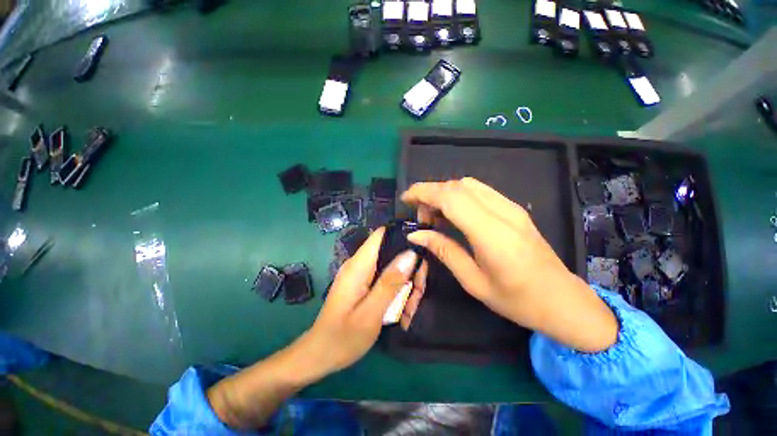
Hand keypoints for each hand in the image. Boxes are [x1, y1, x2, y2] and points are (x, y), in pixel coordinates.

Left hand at [294, 227, 417, 381]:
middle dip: (409, 269)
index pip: (381, 234)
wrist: (320, 355)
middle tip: (418, 292)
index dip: (402, 236)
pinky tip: (402, 309)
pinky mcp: (362, 284)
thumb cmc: (344, 337)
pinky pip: (384, 278)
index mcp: (359, 265)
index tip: (421, 250)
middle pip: (390, 252)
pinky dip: (396, 290)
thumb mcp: (372, 312)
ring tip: (410, 308)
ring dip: (405, 283)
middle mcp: (359, 264)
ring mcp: (360, 274)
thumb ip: (390, 282)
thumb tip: (410, 254)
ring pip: (390, 267)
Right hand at [402, 177, 617, 351]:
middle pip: (458, 186)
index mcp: (492, 235)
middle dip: (431, 193)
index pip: (452, 198)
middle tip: (420, 216)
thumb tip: (416, 235)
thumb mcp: (473, 281)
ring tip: (434, 216)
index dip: (424, 192)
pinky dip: (459, 196)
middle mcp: (503, 213)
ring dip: (445, 193)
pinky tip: (453, 214)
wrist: (563, 300)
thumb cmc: (517, 300)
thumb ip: (444, 251)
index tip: (406, 199)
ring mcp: (512, 208)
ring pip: (468, 184)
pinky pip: (480, 191)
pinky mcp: (515, 209)